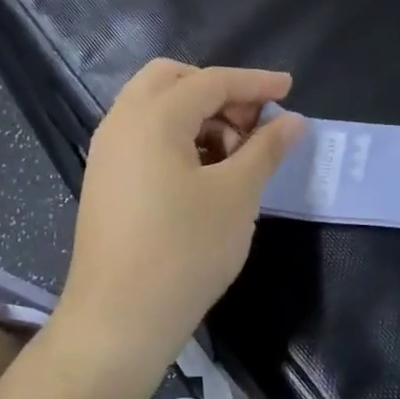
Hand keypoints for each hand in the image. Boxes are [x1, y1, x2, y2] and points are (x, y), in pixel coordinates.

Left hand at [57, 59, 305, 375]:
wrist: (120, 317)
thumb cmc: (186, 250)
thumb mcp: (237, 195)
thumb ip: (266, 149)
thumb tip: (293, 121)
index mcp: (153, 117)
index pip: (211, 81)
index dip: (255, 83)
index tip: (290, 88)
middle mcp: (121, 123)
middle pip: (172, 81)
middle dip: (218, 92)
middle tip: (254, 123)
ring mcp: (107, 154)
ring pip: (155, 110)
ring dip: (198, 117)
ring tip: (235, 155)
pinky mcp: (105, 182)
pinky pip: (143, 139)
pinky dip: (177, 140)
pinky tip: (204, 174)